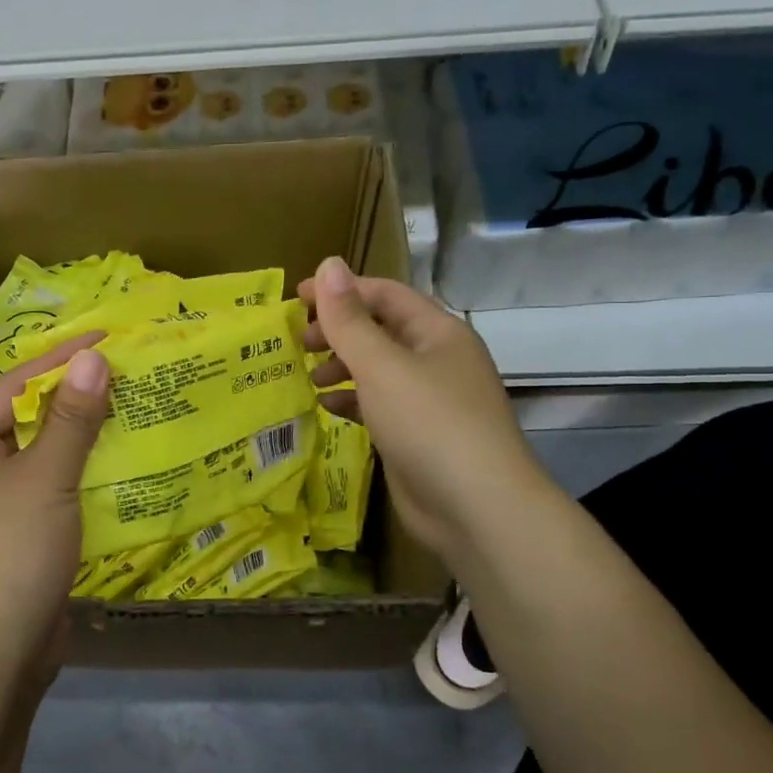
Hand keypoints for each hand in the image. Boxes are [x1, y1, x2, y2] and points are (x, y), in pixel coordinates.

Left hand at [0, 336, 108, 699]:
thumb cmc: (4, 558)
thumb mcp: (43, 480)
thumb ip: (71, 418)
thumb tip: (94, 358)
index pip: (9, 388)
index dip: (59, 361)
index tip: (107, 337)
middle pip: (22, 420)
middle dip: (73, 399)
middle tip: (125, 372)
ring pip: (38, 457)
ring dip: (80, 438)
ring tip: (131, 406)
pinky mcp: (10, 537)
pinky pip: (46, 491)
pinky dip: (78, 475)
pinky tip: (118, 459)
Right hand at [299, 257, 532, 561]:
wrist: (477, 509)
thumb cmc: (430, 423)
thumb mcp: (383, 366)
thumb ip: (350, 319)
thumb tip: (328, 264)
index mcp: (438, 332)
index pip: (385, 294)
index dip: (341, 291)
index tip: (296, 298)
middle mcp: (436, 360)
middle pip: (380, 331)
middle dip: (338, 331)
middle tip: (297, 342)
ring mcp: (429, 400)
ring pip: (378, 369)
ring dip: (342, 367)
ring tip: (308, 376)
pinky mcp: (418, 435)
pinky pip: (379, 404)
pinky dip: (352, 400)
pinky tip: (326, 407)